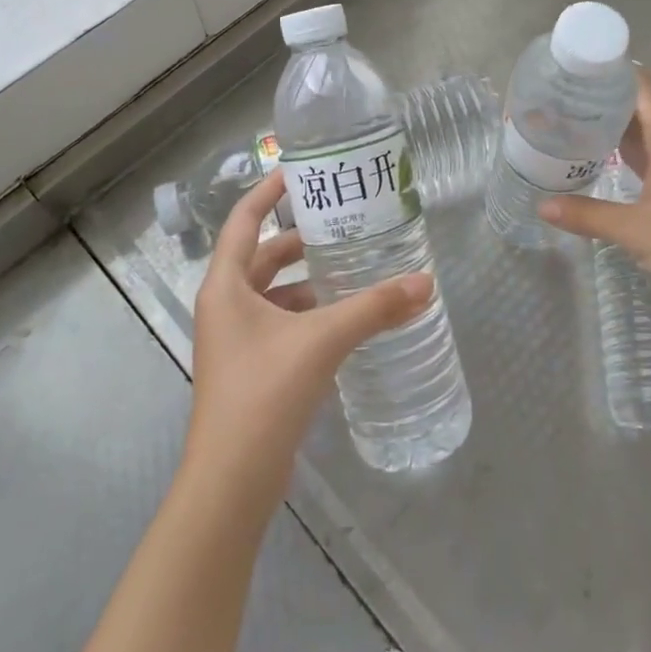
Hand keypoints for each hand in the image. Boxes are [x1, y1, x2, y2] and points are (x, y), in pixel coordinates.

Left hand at [185, 171, 432, 503]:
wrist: (232, 481)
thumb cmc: (265, 392)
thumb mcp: (322, 340)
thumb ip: (374, 308)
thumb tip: (426, 283)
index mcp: (226, 286)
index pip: (245, 220)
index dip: (269, 191)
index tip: (301, 170)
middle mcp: (225, 306)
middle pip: (262, 255)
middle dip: (299, 239)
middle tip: (342, 222)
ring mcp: (235, 340)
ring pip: (273, 293)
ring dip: (308, 280)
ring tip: (351, 267)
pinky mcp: (251, 368)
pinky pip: (280, 323)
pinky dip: (308, 313)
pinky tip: (343, 318)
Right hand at [539, 69, 650, 313]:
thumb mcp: (635, 230)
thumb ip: (588, 215)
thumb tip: (542, 207)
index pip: (641, 87)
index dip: (612, 72)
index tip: (575, 67)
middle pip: (640, 106)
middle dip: (605, 97)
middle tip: (561, 94)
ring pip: (646, 131)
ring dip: (615, 123)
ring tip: (574, 118)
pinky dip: (627, 150)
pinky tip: (603, 156)